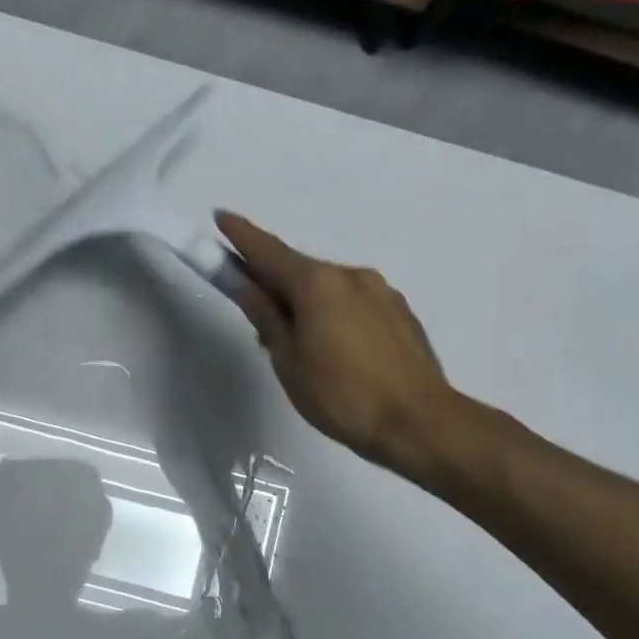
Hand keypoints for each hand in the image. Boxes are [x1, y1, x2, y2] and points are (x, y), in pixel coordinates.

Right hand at [217, 211, 471, 485]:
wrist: (419, 422)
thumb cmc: (341, 396)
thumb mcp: (289, 361)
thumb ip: (266, 317)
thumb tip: (244, 285)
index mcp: (318, 284)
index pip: (268, 252)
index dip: (241, 236)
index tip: (220, 217)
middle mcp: (350, 275)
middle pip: (298, 270)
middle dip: (272, 282)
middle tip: (252, 309)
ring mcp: (380, 292)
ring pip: (328, 288)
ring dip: (304, 302)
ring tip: (295, 343)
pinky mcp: (399, 312)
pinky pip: (352, 302)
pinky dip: (331, 313)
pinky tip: (332, 347)